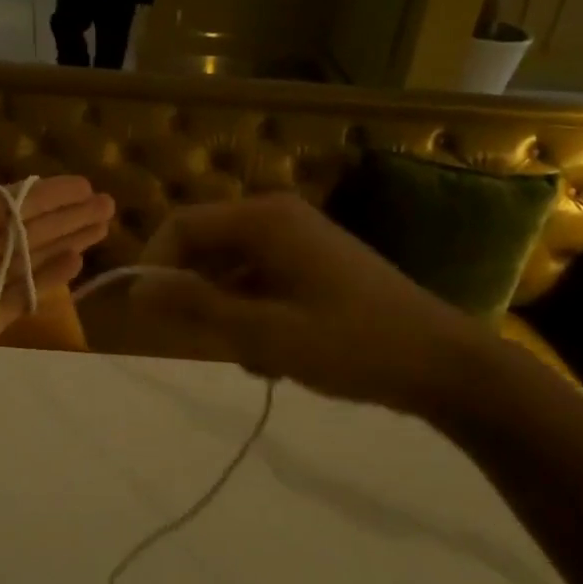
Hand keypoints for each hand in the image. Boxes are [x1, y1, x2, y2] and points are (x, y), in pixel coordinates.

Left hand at [0, 111, 113, 430]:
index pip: (15, 199)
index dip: (51, 191)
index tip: (86, 181)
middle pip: (34, 225)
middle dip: (71, 213)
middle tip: (109, 201)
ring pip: (37, 255)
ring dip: (69, 239)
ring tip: (104, 226)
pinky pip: (29, 292)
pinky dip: (52, 277)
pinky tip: (78, 263)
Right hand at [125, 193, 487, 415]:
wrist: (445, 365)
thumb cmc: (351, 345)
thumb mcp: (264, 332)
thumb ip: (196, 305)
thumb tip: (137, 288)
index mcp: (264, 220)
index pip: (182, 226)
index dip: (154, 265)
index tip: (149, 315)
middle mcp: (278, 218)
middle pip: (206, 245)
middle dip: (195, 295)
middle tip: (206, 343)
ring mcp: (300, 240)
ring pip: (231, 268)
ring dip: (226, 311)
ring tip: (252, 358)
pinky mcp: (315, 263)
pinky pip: (260, 279)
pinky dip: (253, 312)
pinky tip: (275, 354)